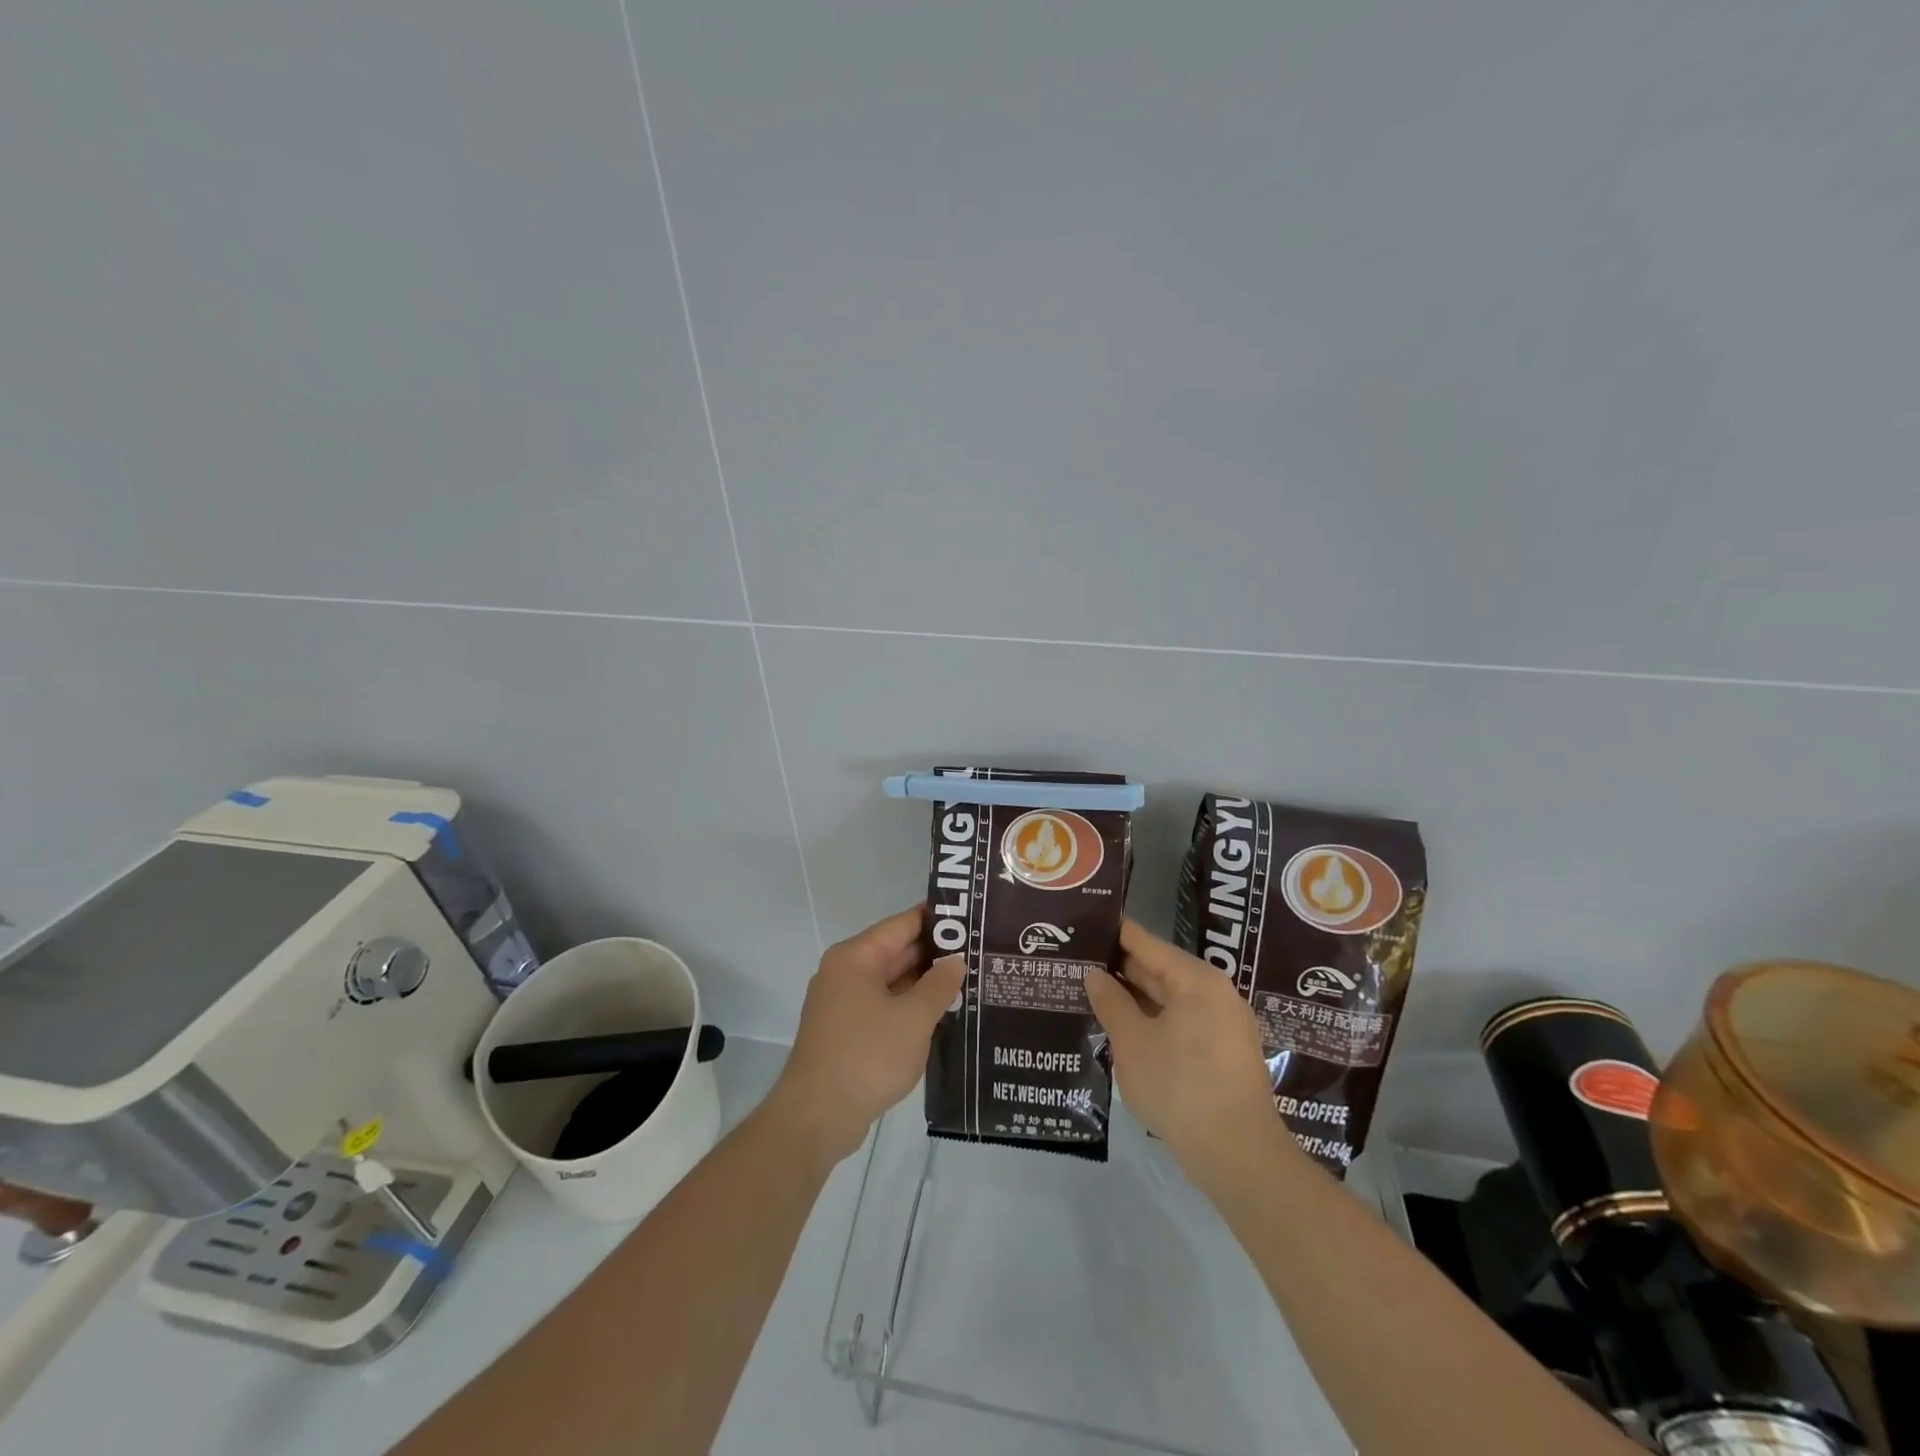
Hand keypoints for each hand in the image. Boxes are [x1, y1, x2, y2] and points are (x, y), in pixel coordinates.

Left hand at [767, 906, 966, 1169]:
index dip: (939, 919)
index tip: (974, 918)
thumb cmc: (866, 1056)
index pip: (904, 924)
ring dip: (927, 984)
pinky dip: (911, 1008)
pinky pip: (886, 1007)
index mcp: (856, 957)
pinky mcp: (848, 1032)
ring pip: (894, 982)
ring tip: (973, 981)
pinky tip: (944, 1015)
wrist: (817, 1117)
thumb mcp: (913, 1018)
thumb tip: (956, 959)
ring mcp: (844, 1003)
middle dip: (937, 954)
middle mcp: (846, 972)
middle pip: (898, 951)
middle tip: (982, 952)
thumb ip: (939, 985)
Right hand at [1084, 920, 1281, 1179]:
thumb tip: (1095, 974)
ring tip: (1093, 995)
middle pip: (1160, 970)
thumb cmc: (1180, 1086)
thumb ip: (1111, 1002)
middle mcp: (1215, 994)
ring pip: (1170, 1001)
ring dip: (1135, 1000)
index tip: (1084, 925)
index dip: (1114, 934)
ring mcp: (1223, 1027)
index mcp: (1196, 980)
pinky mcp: (1223, 1056)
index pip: (1147, 943)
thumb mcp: (1133, 1041)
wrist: (1237, 1156)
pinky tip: (1123, 1030)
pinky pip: (1180, 1025)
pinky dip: (1152, 1023)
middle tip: (1079, 963)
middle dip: (1121, 970)